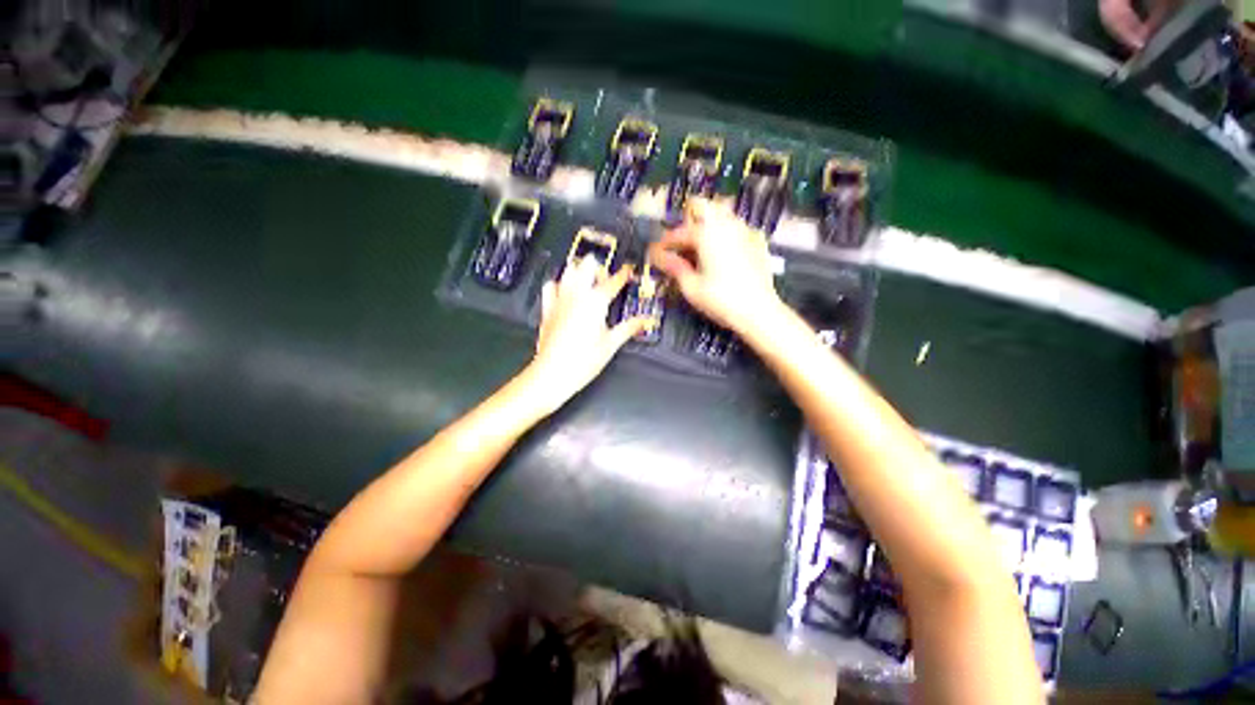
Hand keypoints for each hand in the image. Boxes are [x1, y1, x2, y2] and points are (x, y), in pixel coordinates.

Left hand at [521, 257, 650, 412]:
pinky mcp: (547, 308)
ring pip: (568, 270)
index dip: (624, 274)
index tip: (628, 270)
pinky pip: (551, 286)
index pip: (614, 281)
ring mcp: (560, 299)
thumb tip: (645, 321)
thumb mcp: (611, 344)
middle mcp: (576, 295)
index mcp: (596, 301)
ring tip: (587, 284)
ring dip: (580, 272)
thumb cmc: (583, 360)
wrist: (553, 372)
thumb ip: (629, 328)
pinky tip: (565, 293)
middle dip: (599, 268)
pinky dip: (559, 284)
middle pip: (587, 265)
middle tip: (606, 281)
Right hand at [648, 198, 784, 335]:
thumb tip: (658, 257)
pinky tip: (723, 254)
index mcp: (706, 234)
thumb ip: (674, 267)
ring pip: (722, 213)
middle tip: (680, 244)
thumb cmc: (720, 300)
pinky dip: (725, 234)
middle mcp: (726, 224)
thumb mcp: (690, 287)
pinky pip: (737, 227)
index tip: (654, 253)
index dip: (663, 244)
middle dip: (687, 220)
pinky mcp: (758, 241)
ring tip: (699, 248)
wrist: (759, 311)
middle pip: (702, 205)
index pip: (678, 233)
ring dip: (707, 224)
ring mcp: (745, 230)